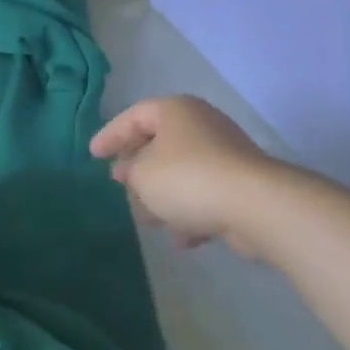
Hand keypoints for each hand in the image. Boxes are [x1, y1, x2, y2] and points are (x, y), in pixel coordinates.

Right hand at [90, 96, 307, 256]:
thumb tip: (133, 171)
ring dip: (163, 196)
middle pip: (159, 143)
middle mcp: (201, 125)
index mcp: (175, 111)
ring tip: (148, 221)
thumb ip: (129, 170)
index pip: (133, 116)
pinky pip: (205, 194)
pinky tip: (181, 238)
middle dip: (138, 169)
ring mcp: (225, 154)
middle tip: (121, 184)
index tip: (94, 156)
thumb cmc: (188, 179)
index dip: (111, 135)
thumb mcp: (142, 174)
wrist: (256, 206)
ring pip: (182, 172)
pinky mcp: (242, 184)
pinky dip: (189, 212)